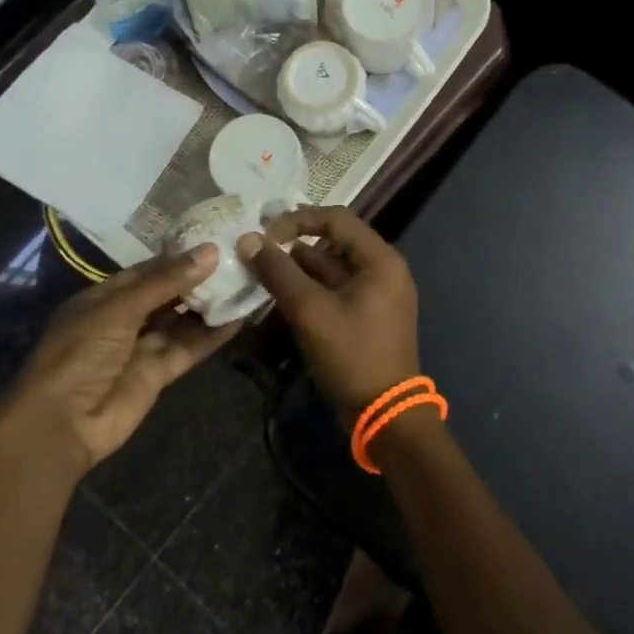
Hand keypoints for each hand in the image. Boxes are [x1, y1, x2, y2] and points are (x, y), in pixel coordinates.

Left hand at [0, 246, 239, 478]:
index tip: (216, 242)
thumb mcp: (120, 309)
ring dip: (209, 306)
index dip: (180, 257)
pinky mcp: (157, 374)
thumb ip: (166, 282)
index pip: (148, 270)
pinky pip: (188, 348)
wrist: (61, 424)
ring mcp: (141, 348)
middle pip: (168, 294)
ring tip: (244, 283)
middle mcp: (124, 319)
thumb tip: (210, 251)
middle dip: (199, 280)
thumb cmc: (80, 353)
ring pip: (181, 321)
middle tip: (238, 260)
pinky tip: (238, 318)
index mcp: (105, 297)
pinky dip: (211, 335)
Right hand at [239, 207, 418, 418]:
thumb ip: (279, 272)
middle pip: (335, 240)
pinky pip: (335, 288)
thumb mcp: (311, 311)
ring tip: (262, 268)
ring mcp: (376, 293)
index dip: (297, 220)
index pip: (336, 218)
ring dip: (299, 265)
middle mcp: (383, 269)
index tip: (265, 234)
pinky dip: (310, 286)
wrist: (385, 414)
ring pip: (333, 266)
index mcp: (380, 259)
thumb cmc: (352, 355)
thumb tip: (249, 240)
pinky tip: (280, 291)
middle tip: (259, 248)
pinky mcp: (367, 314)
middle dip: (295, 242)